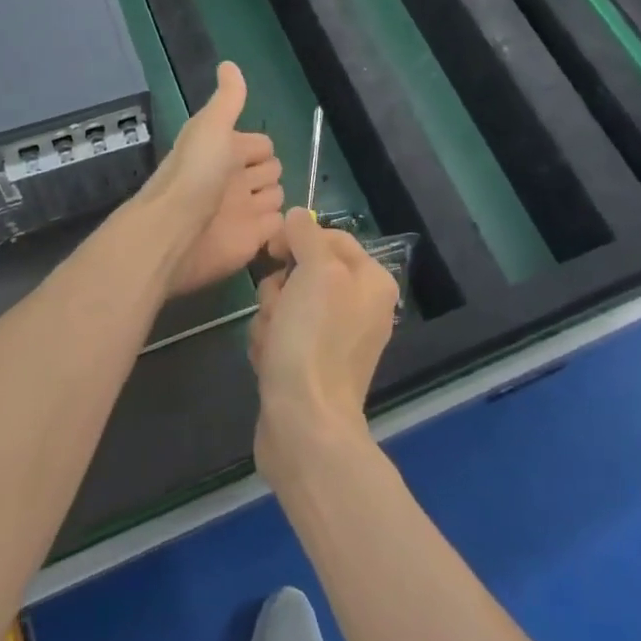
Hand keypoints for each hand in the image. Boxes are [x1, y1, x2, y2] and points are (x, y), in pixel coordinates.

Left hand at [143, 61, 285, 296]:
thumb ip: (227, 99)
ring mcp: (244, 211)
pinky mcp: (253, 240)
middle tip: (259, 179)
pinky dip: (280, 224)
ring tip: (266, 203)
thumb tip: (229, 63)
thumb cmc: (195, 174)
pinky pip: (277, 227)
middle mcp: (234, 180)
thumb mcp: (211, 126)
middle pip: (270, 170)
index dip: (261, 147)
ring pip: (276, 196)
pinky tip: (277, 222)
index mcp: (224, 151)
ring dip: (276, 196)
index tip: (258, 152)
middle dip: (270, 171)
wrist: (174, 232)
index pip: (260, 144)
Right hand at [249, 208, 398, 484]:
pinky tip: (270, 363)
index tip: (272, 251)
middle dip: (280, 289)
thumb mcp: (315, 271)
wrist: (304, 425)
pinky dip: (269, 344)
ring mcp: (334, 338)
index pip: (330, 236)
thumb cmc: (314, 339)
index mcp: (372, 281)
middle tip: (280, 310)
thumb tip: (297, 216)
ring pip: (285, 302)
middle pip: (302, 271)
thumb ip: (307, 234)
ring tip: (274, 344)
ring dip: (270, 318)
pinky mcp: (309, 364)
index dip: (298, 239)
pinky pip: (280, 334)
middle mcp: (358, 306)